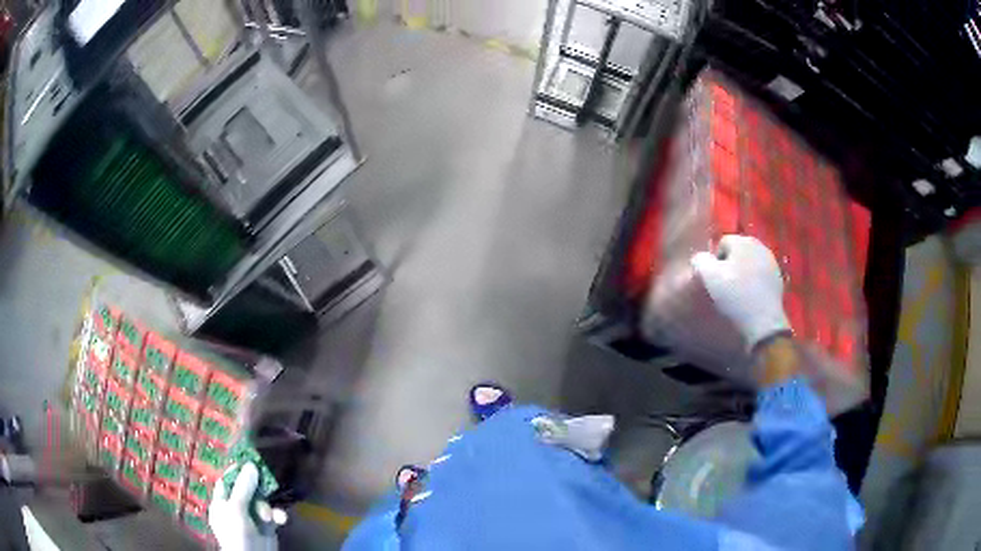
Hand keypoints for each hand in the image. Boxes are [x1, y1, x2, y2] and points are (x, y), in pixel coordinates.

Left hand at [209, 463, 286, 550]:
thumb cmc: (236, 532)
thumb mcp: (236, 508)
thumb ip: (243, 487)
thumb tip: (251, 464)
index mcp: (221, 503)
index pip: (227, 482)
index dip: (236, 472)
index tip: (248, 462)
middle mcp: (235, 508)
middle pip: (246, 490)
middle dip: (257, 490)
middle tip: (266, 482)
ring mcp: (251, 518)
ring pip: (261, 502)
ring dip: (268, 507)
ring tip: (269, 515)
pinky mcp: (266, 527)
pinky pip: (272, 515)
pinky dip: (277, 516)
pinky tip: (281, 519)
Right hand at [691, 234, 789, 349]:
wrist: (763, 323)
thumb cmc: (735, 296)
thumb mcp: (708, 277)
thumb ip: (700, 260)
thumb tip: (701, 258)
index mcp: (742, 241)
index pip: (722, 243)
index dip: (715, 261)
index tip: (715, 280)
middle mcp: (759, 245)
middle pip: (738, 252)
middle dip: (730, 265)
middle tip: (725, 286)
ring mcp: (771, 262)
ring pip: (750, 263)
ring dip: (743, 273)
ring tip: (739, 293)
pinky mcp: (778, 278)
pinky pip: (760, 275)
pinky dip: (755, 282)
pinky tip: (751, 297)